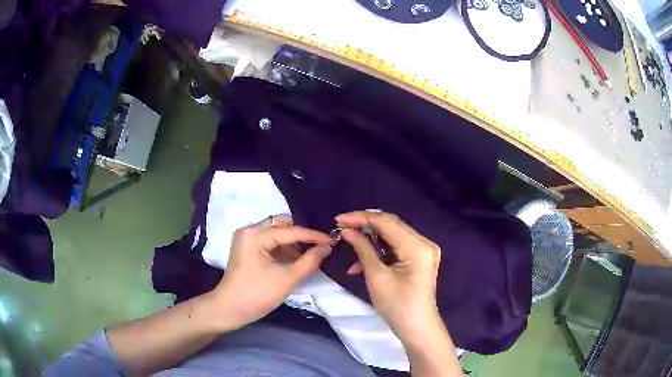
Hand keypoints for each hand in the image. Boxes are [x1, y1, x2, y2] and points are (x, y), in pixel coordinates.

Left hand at [212, 215, 331, 329]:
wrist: (229, 310)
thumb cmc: (257, 295)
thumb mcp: (287, 279)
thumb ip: (309, 261)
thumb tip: (327, 247)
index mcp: (255, 235)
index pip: (290, 231)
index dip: (313, 236)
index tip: (333, 241)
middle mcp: (249, 230)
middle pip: (281, 225)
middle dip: (301, 236)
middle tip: (318, 249)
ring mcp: (246, 239)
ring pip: (276, 233)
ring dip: (292, 244)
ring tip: (308, 258)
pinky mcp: (247, 248)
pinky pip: (270, 242)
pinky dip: (283, 249)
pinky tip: (294, 261)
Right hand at [336, 211, 442, 341]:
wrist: (416, 328)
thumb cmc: (396, 306)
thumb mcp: (376, 276)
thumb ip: (363, 248)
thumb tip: (347, 230)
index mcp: (417, 246)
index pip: (387, 222)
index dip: (361, 218)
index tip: (339, 219)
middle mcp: (424, 243)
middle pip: (391, 225)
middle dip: (365, 225)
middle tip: (342, 227)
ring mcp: (423, 250)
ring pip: (392, 235)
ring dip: (370, 240)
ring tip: (349, 244)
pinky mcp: (419, 258)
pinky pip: (396, 247)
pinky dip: (379, 251)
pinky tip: (361, 262)